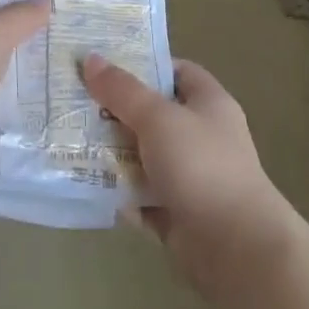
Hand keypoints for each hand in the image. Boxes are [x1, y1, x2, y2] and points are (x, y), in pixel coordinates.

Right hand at [82, 55, 296, 292]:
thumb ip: (122, 90)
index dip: (143, 65)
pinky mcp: (179, 214)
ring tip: (71, 142)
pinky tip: (90, 185)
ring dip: (115, 154)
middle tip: (76, 104)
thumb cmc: (201, 166)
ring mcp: (192, 177)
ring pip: (145, 156)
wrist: (237, 250)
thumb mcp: (157, 117)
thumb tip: (90, 58)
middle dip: (118, 111)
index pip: (175, 71)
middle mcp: (202, 136)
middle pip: (154, 114)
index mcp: (209, 103)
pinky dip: (122, 193)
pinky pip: (143, 196)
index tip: (105, 66)